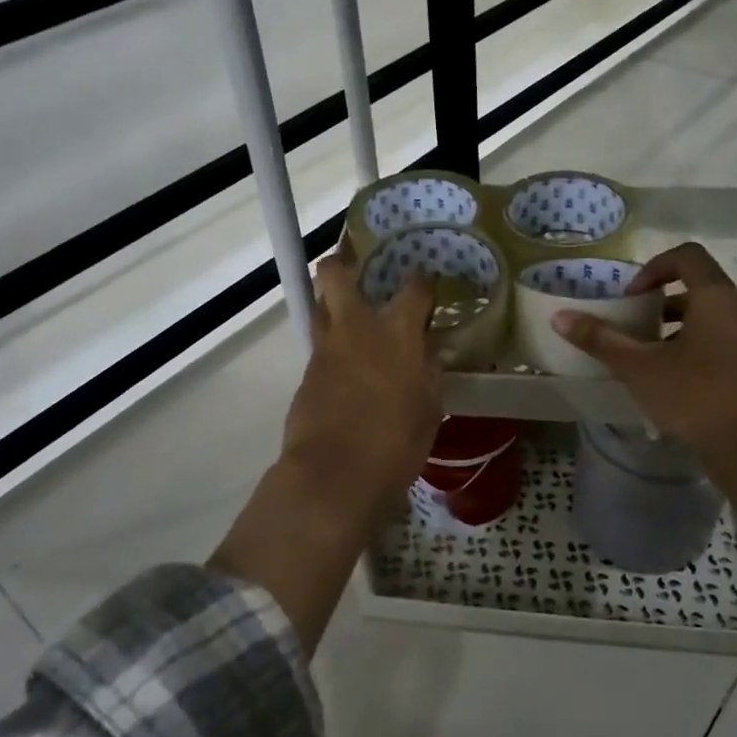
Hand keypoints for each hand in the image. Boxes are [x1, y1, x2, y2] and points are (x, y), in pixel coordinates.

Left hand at [281, 250, 443, 511]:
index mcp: (397, 332)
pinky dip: (333, 347)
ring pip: (321, 307)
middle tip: (358, 266)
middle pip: (336, 274)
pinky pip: (320, 346)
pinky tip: (347, 366)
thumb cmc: (396, 442)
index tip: (427, 282)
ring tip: (352, 315)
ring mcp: (325, 349)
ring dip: (334, 303)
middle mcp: (356, 328)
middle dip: (343, 262)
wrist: (334, 474)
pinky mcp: (306, 374)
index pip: (414, 287)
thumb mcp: (429, 408)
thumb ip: (430, 372)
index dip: (423, 280)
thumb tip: (430, 351)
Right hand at [550, 242, 736, 464]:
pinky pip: (726, 346)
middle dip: (662, 304)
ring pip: (714, 320)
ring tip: (651, 359)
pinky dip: (699, 351)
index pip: (688, 256)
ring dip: (680, 329)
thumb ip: (601, 340)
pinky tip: (677, 385)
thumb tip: (559, 317)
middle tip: (636, 328)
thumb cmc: (695, 397)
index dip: (654, 267)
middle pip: (700, 289)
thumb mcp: (639, 368)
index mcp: (717, 300)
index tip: (632, 297)